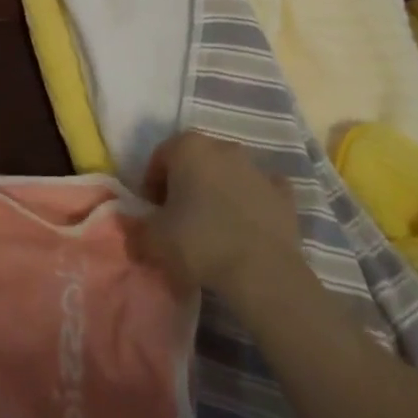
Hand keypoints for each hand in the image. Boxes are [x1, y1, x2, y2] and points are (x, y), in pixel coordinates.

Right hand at [132, 130, 304, 303]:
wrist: (262, 271)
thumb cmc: (199, 243)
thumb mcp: (153, 239)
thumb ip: (137, 227)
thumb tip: (134, 228)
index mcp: (188, 146)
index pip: (159, 158)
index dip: (151, 184)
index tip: (153, 212)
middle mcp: (223, 147)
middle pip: (195, 161)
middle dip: (185, 183)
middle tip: (179, 217)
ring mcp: (256, 168)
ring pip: (228, 173)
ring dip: (218, 191)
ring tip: (213, 227)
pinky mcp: (283, 193)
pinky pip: (259, 191)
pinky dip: (251, 202)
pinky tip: (246, 227)